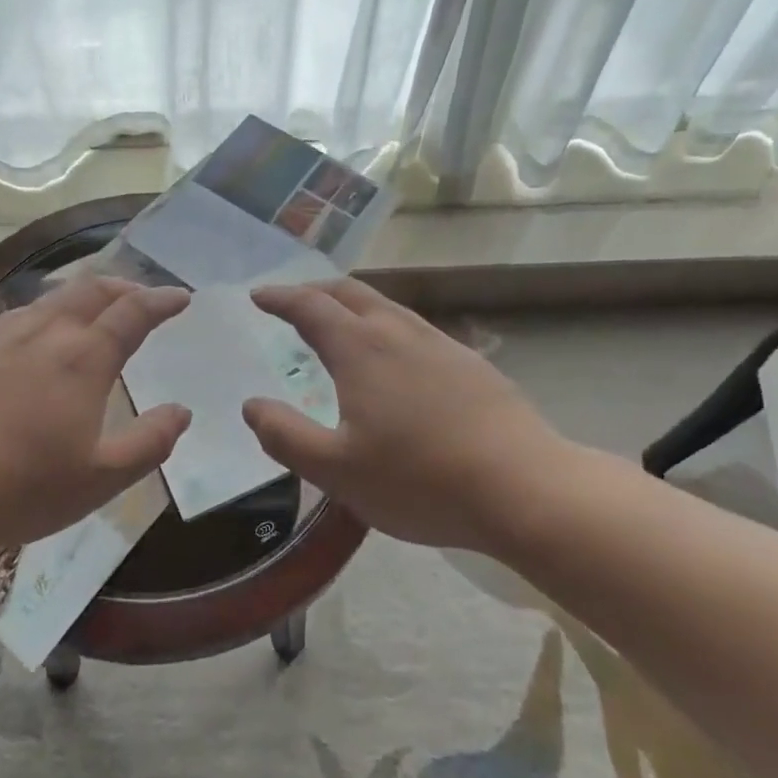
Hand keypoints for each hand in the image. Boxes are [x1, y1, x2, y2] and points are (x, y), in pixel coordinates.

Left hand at [0, 276, 192, 555]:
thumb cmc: (23, 487)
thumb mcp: (101, 478)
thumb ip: (150, 442)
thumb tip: (182, 411)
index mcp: (84, 357)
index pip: (132, 312)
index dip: (161, 300)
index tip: (181, 297)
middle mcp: (48, 333)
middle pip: (93, 290)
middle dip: (126, 287)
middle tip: (145, 297)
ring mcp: (7, 337)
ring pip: (56, 295)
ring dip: (89, 293)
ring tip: (102, 308)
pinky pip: (26, 310)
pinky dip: (53, 306)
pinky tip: (46, 327)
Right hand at [242, 279, 570, 549]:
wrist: (525, 488)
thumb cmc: (420, 480)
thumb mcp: (337, 470)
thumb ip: (286, 436)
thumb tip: (252, 406)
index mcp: (360, 348)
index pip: (309, 306)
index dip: (280, 298)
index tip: (259, 296)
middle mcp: (397, 332)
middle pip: (349, 292)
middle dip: (314, 290)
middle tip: (293, 300)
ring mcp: (439, 343)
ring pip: (386, 306)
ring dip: (352, 304)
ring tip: (339, 323)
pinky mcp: (470, 363)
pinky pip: (414, 327)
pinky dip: (385, 325)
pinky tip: (395, 357)